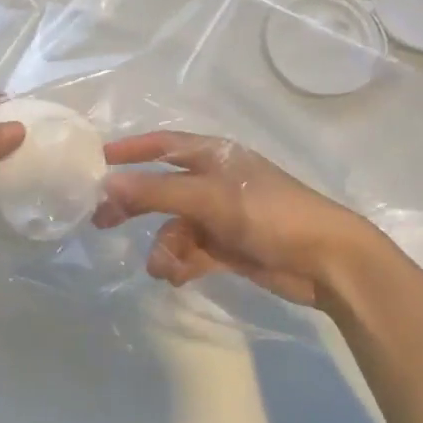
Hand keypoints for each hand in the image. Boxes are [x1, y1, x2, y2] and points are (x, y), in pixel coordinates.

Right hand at [93, 131, 380, 309]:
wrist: (327, 260)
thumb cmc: (268, 214)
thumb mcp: (208, 199)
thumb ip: (155, 192)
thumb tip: (106, 183)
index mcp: (212, 156)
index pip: (162, 145)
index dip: (129, 151)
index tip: (96, 164)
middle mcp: (213, 182)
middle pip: (161, 189)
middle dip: (134, 206)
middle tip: (101, 222)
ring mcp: (221, 216)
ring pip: (174, 227)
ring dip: (164, 247)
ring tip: (164, 267)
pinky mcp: (228, 247)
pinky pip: (191, 252)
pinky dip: (181, 263)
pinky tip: (178, 277)